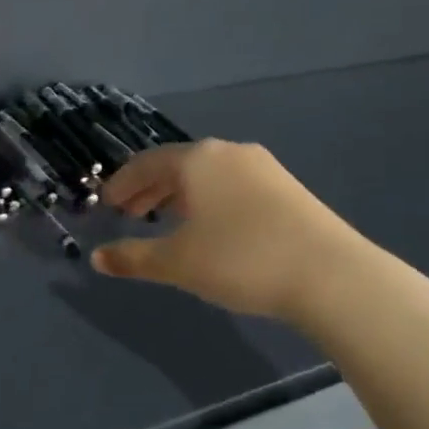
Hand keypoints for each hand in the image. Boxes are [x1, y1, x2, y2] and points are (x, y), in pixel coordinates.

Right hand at [90, 140, 370, 321]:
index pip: (145, 163)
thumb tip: (97, 258)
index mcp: (197, 160)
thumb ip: (133, 258)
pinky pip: (231, 185)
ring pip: (206, 175)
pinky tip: (209, 227)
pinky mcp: (287, 188)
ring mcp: (263, 168)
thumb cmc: (240, 259)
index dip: (121, 184)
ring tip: (164, 220)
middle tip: (128, 213)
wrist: (331, 275)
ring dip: (178, 195)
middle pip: (176, 165)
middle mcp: (228, 153)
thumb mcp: (177, 263)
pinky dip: (207, 200)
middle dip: (148, 189)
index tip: (106, 204)